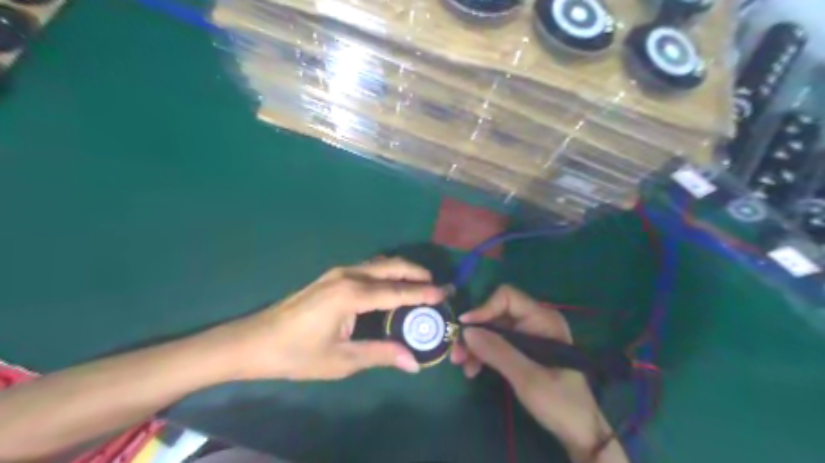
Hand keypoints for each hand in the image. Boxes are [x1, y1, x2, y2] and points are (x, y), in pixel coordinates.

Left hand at [220, 259, 444, 381]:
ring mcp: (339, 272)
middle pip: (391, 267)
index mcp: (352, 294)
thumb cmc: (297, 354)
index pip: (397, 292)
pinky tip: (393, 285)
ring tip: (421, 283)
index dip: (423, 293)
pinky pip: (369, 268)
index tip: (445, 293)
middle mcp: (349, 275)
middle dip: (417, 273)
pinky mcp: (332, 276)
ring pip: (380, 264)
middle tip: (438, 284)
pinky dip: (387, 273)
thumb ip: (381, 354)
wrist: (254, 341)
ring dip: (402, 271)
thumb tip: (414, 361)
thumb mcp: (341, 360)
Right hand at [451, 285, 611, 457]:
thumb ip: (498, 352)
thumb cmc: (560, 402)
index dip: (484, 308)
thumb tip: (466, 330)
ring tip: (462, 365)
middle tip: (457, 352)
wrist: (580, 432)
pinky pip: (497, 344)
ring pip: (493, 330)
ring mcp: (528, 336)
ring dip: (475, 345)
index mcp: (543, 319)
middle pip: (496, 314)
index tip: (465, 327)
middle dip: (475, 331)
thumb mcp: (527, 378)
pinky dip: (483, 354)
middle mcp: (534, 321)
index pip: (507, 297)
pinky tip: (473, 370)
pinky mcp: (523, 351)